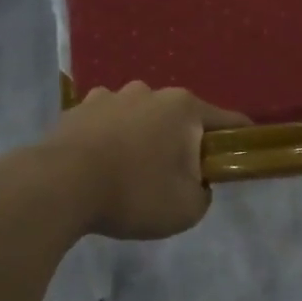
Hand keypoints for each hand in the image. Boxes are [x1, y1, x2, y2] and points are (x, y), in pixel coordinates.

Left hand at [44, 83, 251, 239]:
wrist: (59, 186)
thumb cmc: (134, 193)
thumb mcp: (188, 208)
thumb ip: (203, 193)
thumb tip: (196, 182)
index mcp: (183, 107)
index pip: (228, 121)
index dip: (240, 140)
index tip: (241, 159)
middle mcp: (149, 92)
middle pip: (180, 118)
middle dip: (183, 143)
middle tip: (176, 178)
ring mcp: (109, 96)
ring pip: (140, 117)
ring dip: (143, 138)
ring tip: (132, 172)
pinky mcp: (78, 109)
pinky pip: (106, 123)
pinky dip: (110, 139)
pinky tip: (101, 165)